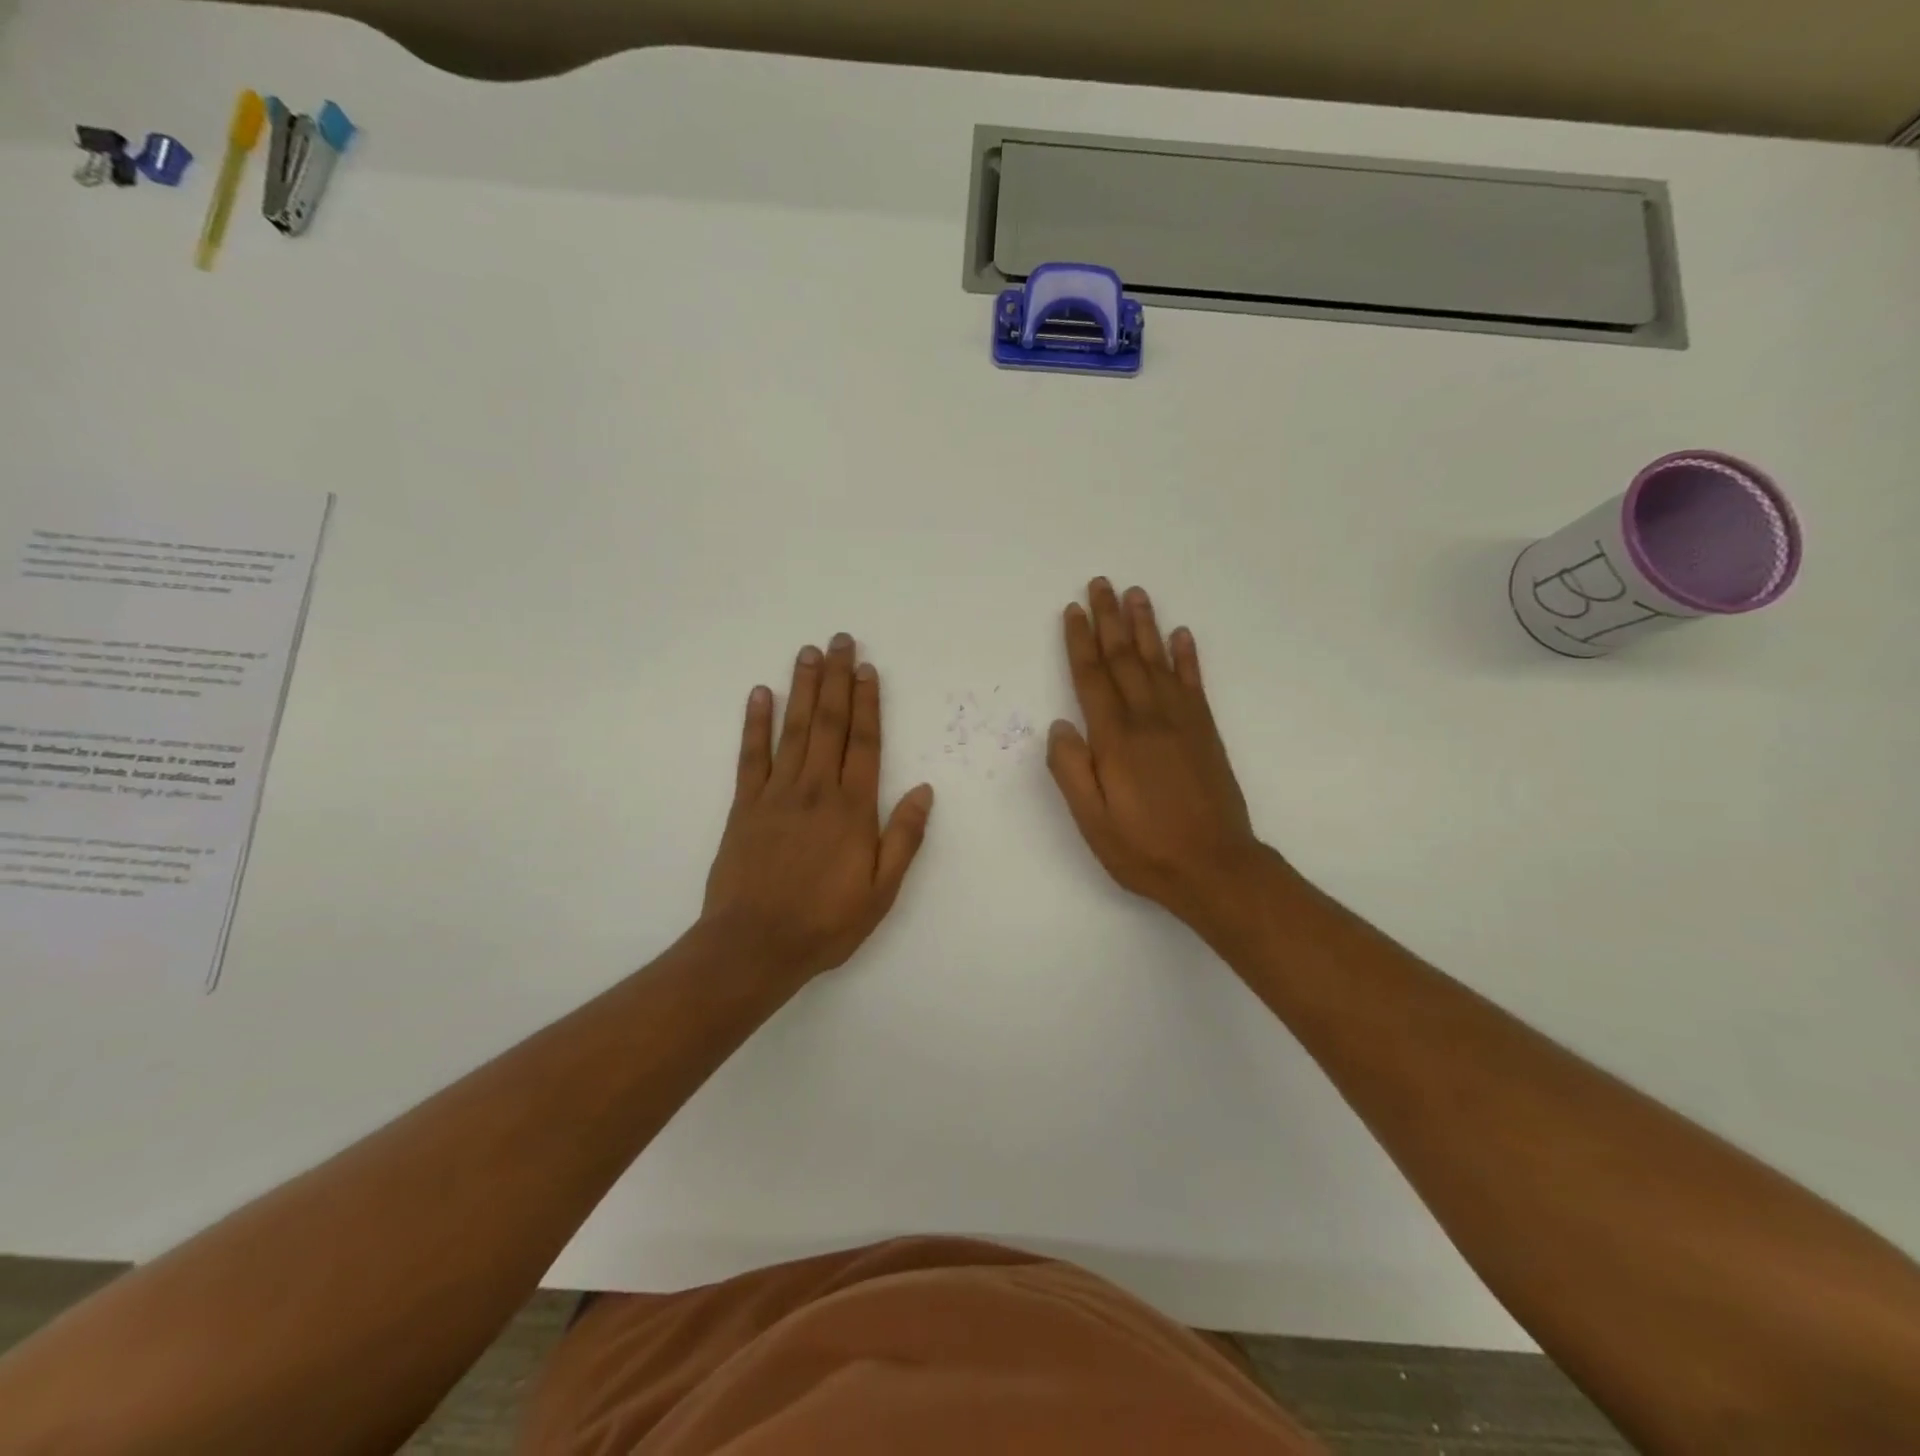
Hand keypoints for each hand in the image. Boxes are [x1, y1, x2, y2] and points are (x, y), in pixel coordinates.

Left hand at [703, 634, 934, 982]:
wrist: (755, 945)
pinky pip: (751, 756)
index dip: (868, 703)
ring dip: (802, 688)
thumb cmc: (826, 922)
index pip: (864, 742)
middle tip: (840, 640)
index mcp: (853, 808)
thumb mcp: (882, 891)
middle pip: (829, 723)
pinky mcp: (745, 806)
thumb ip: (904, 837)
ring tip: (808, 653)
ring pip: (793, 730)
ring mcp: (777, 794)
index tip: (868, 669)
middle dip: (836, 679)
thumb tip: (924, 790)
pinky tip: (760, 694)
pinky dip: (755, 723)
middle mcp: (817, 789)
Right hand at [1047, 579, 1271, 931]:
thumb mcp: (1092, 821)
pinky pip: (1194, 683)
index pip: (1092, 678)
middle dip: (1109, 619)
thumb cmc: (1144, 849)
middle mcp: (1149, 719)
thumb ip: (1072, 771)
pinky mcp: (1206, 732)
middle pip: (1125, 658)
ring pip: (1158, 661)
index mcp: (1116, 740)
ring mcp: (1182, 722)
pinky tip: (1181, 635)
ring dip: (1146, 625)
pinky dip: (1187, 656)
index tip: (1072, 610)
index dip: (1080, 642)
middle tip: (1101, 583)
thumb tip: (1060, 725)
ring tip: (1136, 593)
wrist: (1215, 867)